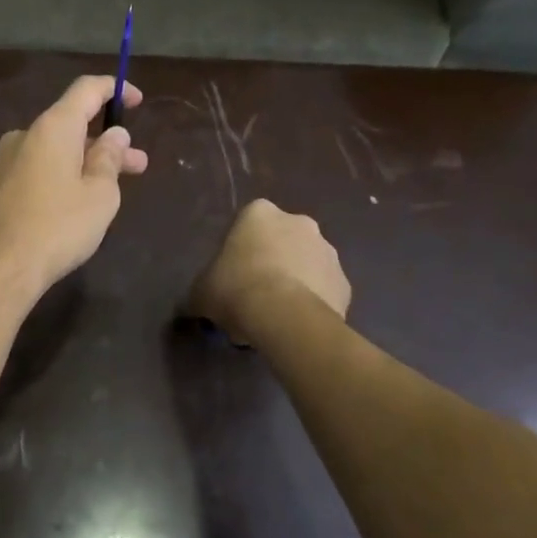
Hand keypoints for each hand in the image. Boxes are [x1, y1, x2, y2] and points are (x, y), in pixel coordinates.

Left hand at [0, 76, 149, 298]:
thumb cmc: (57, 228)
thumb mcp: (99, 195)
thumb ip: (109, 158)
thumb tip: (113, 134)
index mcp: (52, 127)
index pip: (86, 90)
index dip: (114, 89)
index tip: (136, 100)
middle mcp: (23, 134)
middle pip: (70, 124)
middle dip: (105, 142)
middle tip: (136, 164)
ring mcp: (2, 160)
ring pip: (52, 150)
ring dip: (82, 161)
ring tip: (107, 189)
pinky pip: (33, 168)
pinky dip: (58, 174)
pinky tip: (70, 203)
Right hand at [187, 199, 350, 344]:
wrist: (285, 317)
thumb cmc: (236, 289)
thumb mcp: (202, 292)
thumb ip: (200, 292)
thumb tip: (192, 306)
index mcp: (260, 213)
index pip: (247, 224)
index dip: (239, 250)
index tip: (231, 275)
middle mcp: (299, 222)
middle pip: (281, 241)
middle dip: (271, 262)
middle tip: (254, 294)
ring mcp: (328, 251)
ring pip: (307, 264)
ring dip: (295, 281)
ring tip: (277, 315)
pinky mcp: (345, 283)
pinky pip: (325, 291)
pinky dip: (314, 303)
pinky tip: (297, 324)